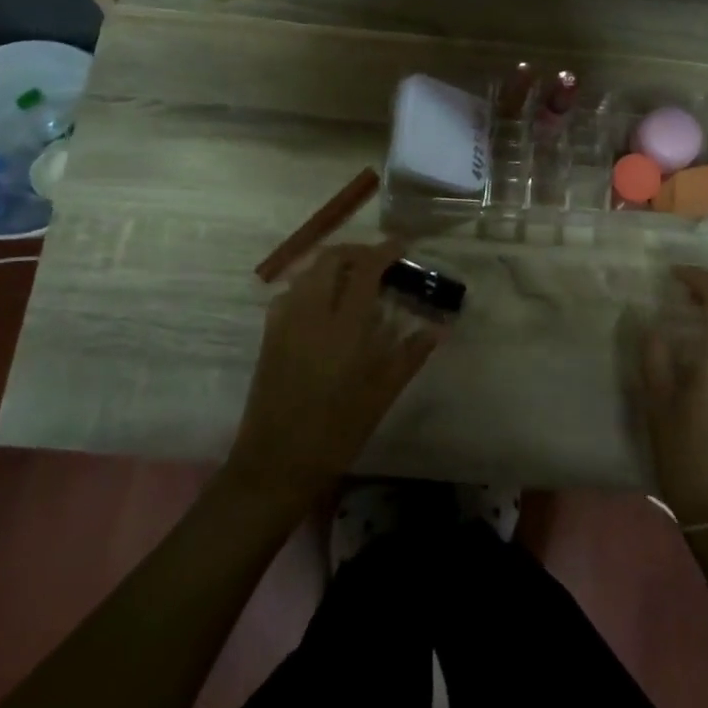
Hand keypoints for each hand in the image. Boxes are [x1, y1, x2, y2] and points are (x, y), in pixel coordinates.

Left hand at [228, 242, 444, 507]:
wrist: (277, 461)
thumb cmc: (338, 431)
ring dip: (333, 264)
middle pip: (330, 258)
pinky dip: (312, 284)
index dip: (384, 251)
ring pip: (308, 271)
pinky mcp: (270, 333)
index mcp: (344, 326)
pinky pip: (292, 292)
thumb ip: (410, 354)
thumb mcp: (382, 394)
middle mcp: (311, 313)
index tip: (401, 246)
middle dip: (356, 250)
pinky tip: (326, 306)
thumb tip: (438, 327)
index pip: (365, 269)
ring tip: (355, 280)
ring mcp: (285, 320)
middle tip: (378, 261)